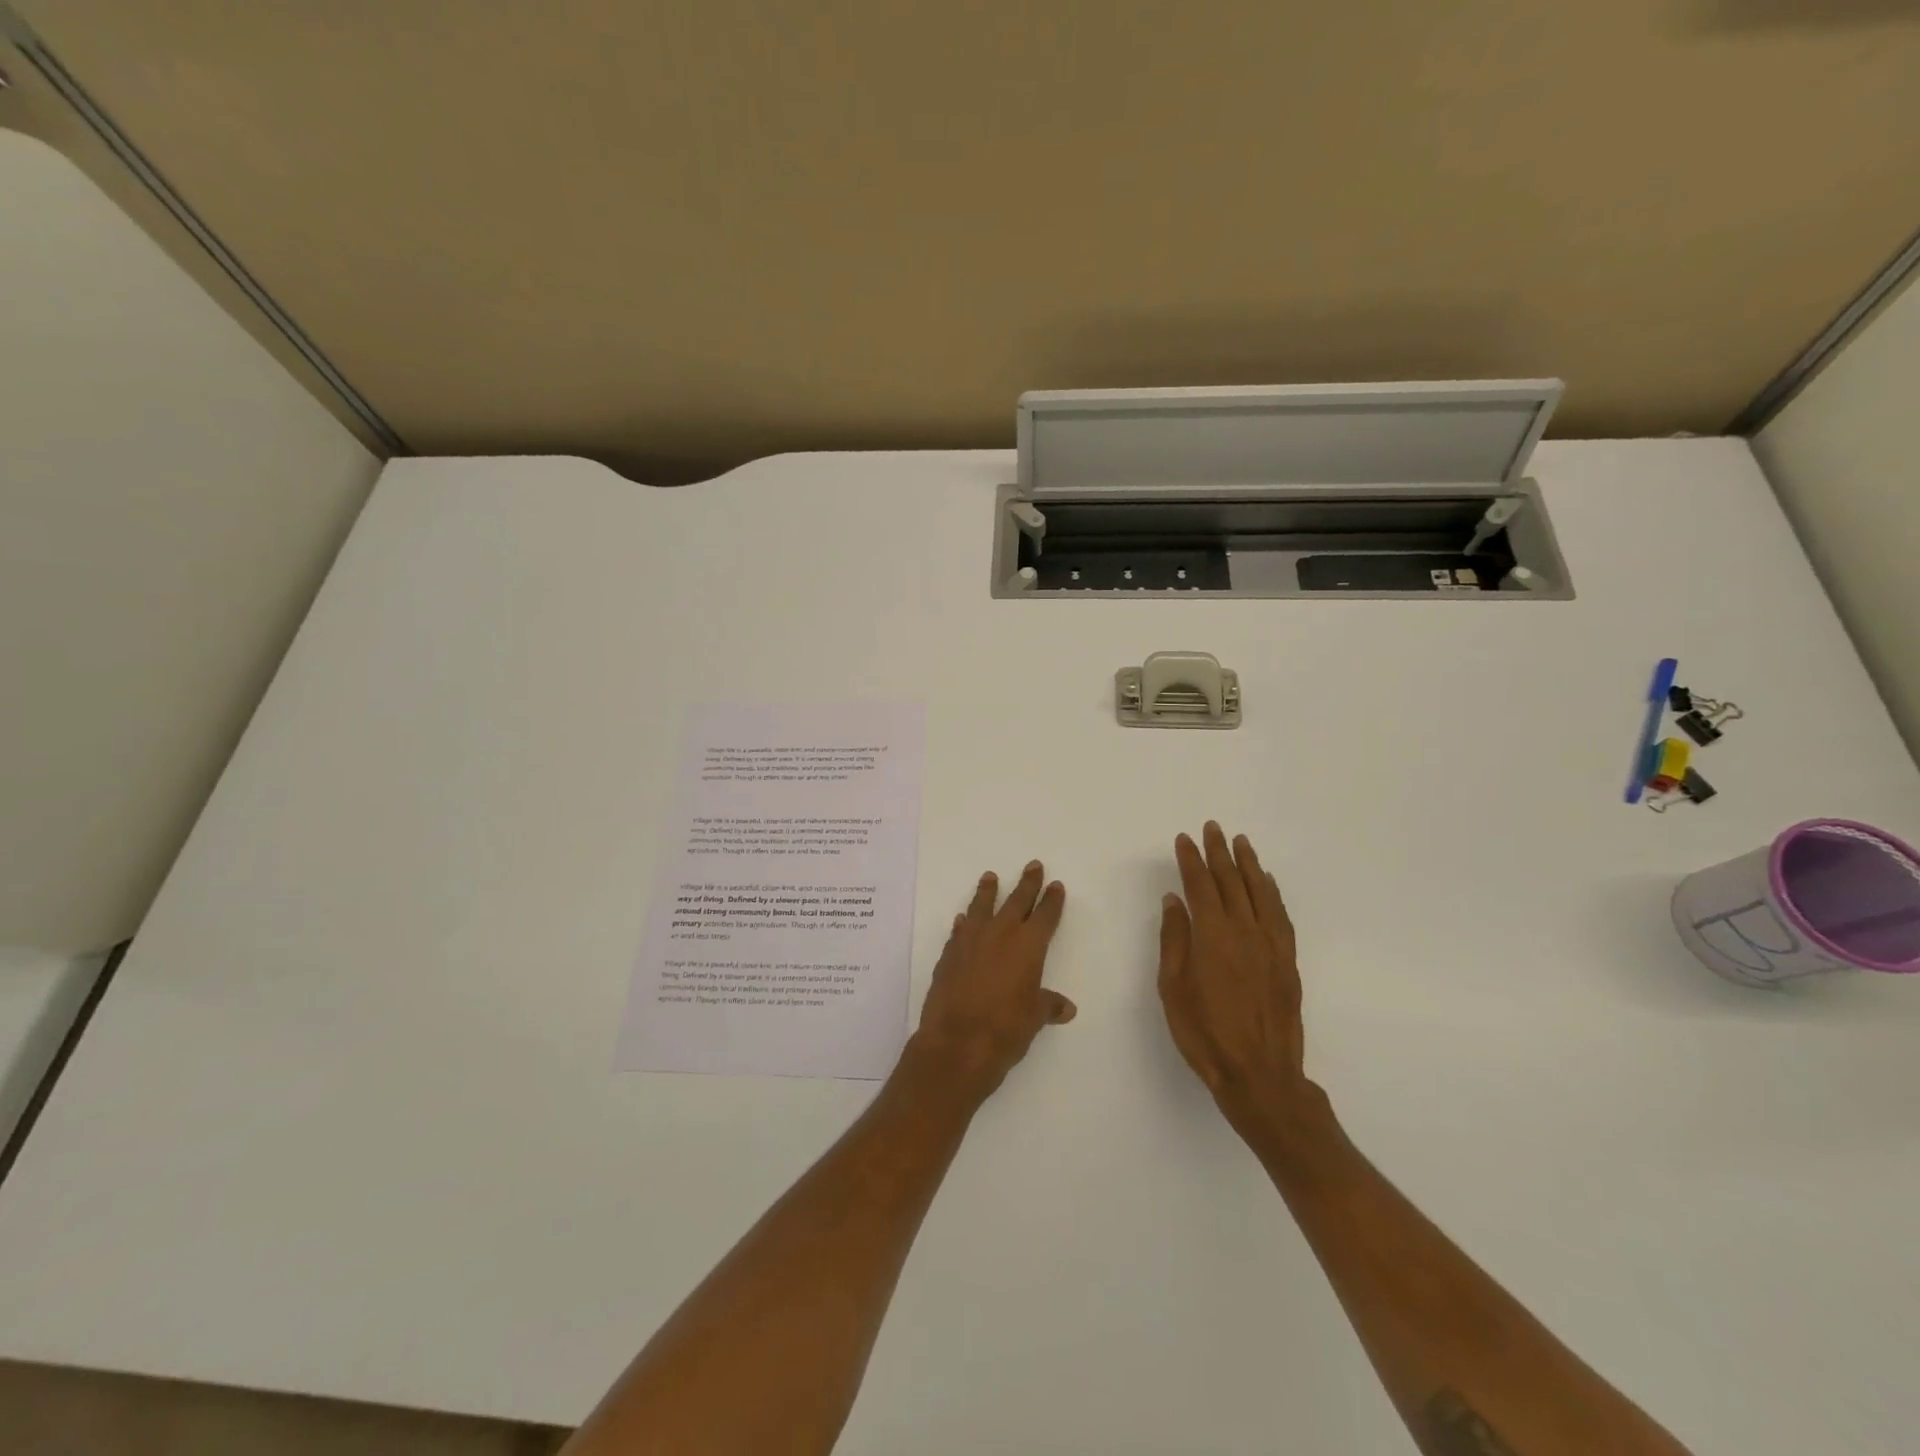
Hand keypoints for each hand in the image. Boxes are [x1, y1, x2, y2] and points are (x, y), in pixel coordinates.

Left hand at [907, 861, 1075, 1101]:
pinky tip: (963, 919)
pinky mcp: (949, 955)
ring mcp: (971, 942)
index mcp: (1028, 946)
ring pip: (982, 907)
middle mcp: (1000, 935)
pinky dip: (964, 923)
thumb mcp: (1034, 1018)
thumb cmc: (1006, 1029)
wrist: (957, 1043)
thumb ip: (1048, 1006)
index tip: (1055, 885)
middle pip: (1017, 901)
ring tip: (990, 877)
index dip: (1052, 901)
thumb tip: (1066, 1007)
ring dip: (987, 892)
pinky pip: (959, 931)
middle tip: (1033, 865)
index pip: (1045, 916)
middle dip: (1027, 884)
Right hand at [1158, 823, 1324, 1139]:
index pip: (1199, 885)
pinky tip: (1267, 882)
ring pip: (1259, 892)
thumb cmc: (1204, 1032)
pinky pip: (1280, 915)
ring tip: (1240, 842)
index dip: (1190, 860)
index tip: (1184, 839)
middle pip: (1230, 881)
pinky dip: (1272, 893)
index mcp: (1212, 935)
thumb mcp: (1172, 987)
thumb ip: (1174, 939)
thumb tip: (1175, 900)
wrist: (1259, 1073)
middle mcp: (1244, 930)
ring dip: (1248, 864)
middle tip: (1212, 828)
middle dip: (1219, 852)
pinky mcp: (1287, 960)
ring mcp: (1270, 944)